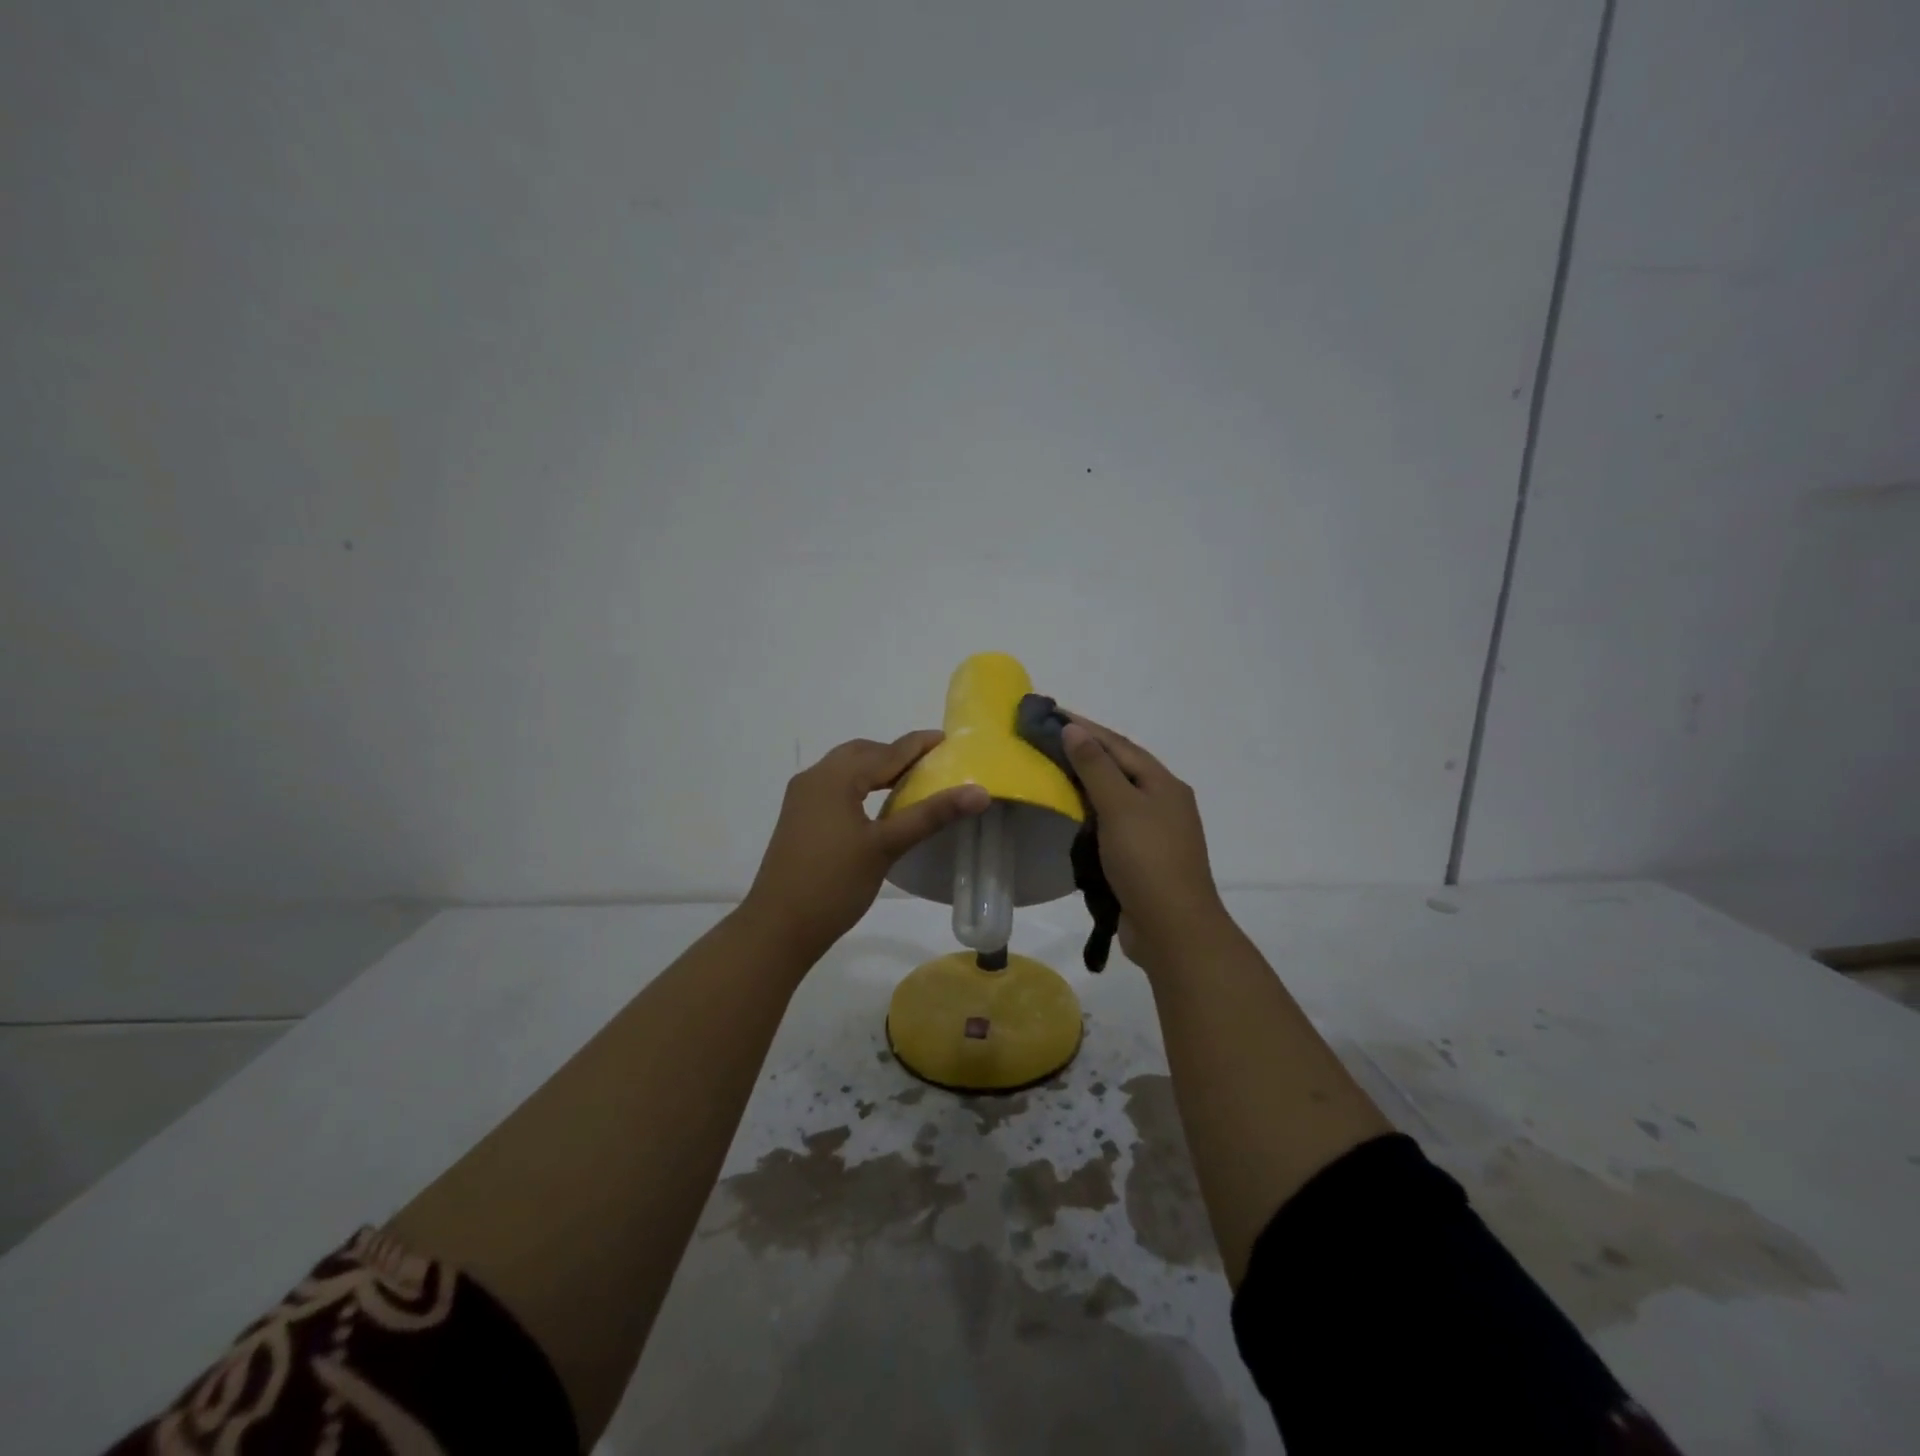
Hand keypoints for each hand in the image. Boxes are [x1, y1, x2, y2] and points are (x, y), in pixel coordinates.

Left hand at [742, 731, 989, 961]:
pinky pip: (835, 787)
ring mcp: (802, 798)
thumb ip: (931, 814)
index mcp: (835, 778)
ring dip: (876, 770)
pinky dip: (860, 785)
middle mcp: (815, 778)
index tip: (948, 739)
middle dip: (896, 755)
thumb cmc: (834, 883)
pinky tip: (876, 806)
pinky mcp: (799, 818)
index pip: (886, 752)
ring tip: (909, 783)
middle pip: (862, 753)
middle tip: (931, 765)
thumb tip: (980, 792)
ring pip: (846, 770)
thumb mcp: (887, 847)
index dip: (918, 745)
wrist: (778, 927)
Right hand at [1061, 716, 1229, 970]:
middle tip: (1045, 740)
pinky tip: (1070, 813)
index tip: (1049, 713)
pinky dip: (1090, 813)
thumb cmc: (1148, 861)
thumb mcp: (1120, 807)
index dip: (1084, 727)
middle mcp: (1163, 802)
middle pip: (1119, 767)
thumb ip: (1096, 767)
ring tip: (1051, 771)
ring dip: (1086, 782)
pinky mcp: (1142, 857)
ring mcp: (1154, 831)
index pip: (1118, 744)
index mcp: (1163, 784)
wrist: (1174, 929)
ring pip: (1115, 796)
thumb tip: (1074, 728)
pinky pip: (1112, 823)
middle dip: (1085, 751)